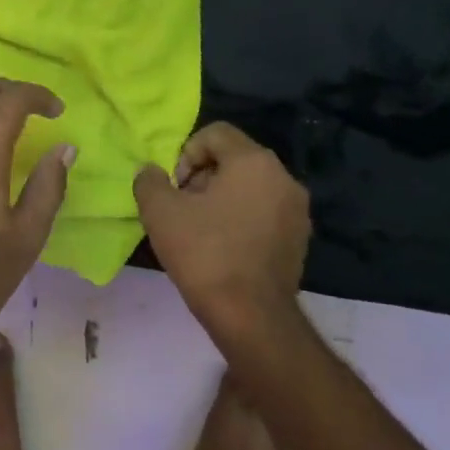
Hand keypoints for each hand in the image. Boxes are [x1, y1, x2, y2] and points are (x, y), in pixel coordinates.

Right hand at [134, 123, 311, 364]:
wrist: (251, 316)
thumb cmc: (204, 253)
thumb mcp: (159, 211)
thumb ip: (149, 180)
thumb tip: (151, 172)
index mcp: (254, 162)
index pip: (216, 133)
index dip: (185, 153)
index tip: (175, 187)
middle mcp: (284, 178)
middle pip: (234, 159)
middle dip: (202, 177)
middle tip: (182, 208)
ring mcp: (297, 211)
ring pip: (249, 187)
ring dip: (220, 199)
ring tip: (198, 231)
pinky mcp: (299, 240)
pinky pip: (263, 213)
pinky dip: (240, 220)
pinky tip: (221, 249)